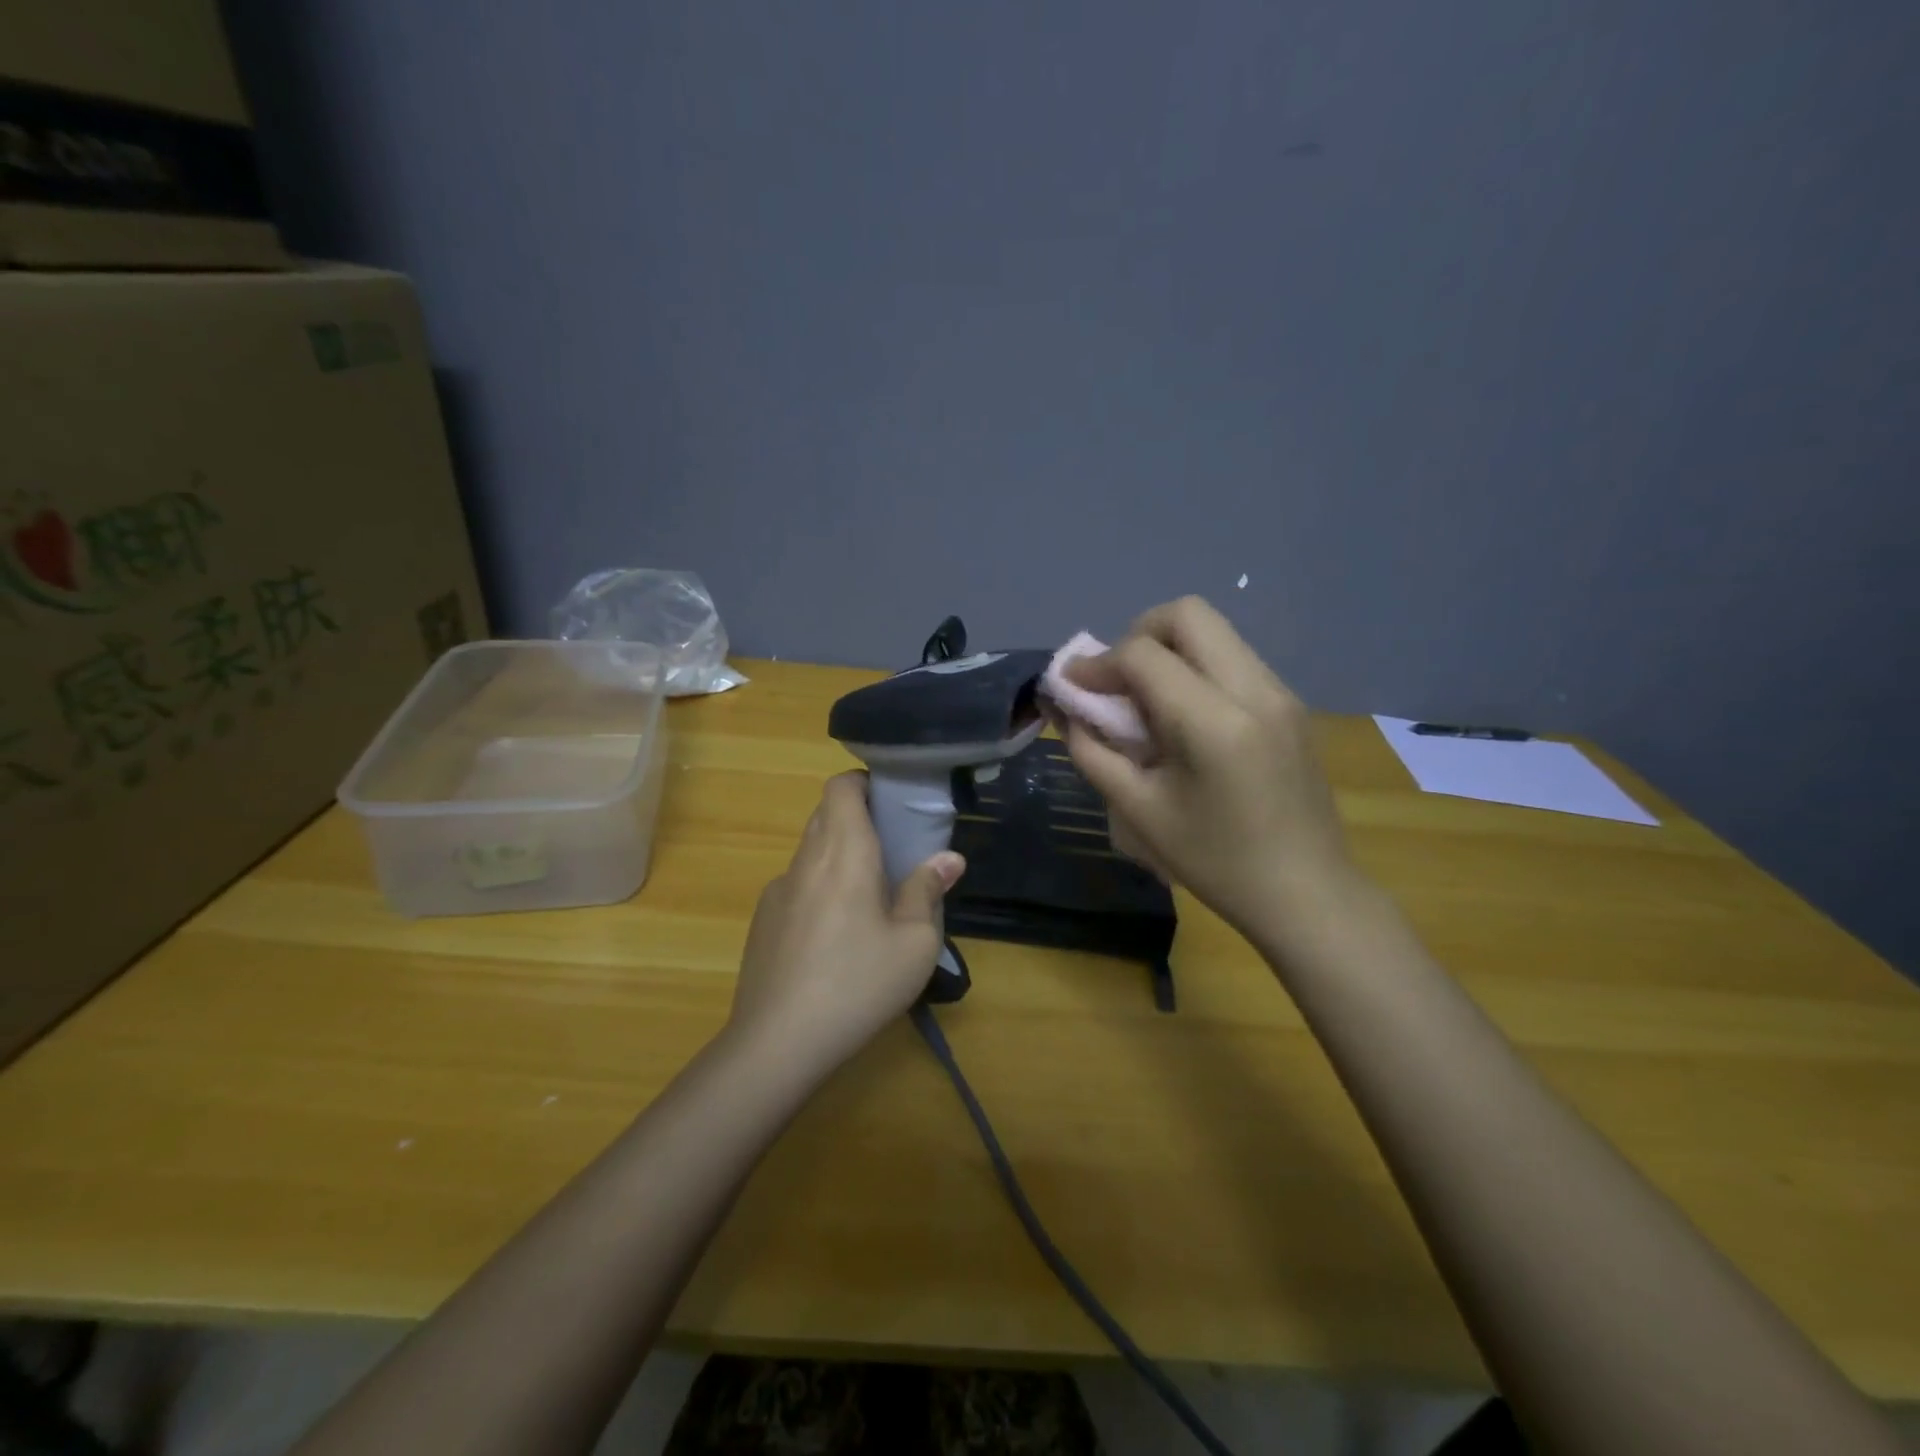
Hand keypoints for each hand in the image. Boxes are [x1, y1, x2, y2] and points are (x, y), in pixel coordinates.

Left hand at [729, 772, 965, 1071]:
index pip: (841, 787)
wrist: (776, 1043)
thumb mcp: (914, 944)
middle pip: (826, 814)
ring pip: (811, 851)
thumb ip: (928, 891)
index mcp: (843, 853)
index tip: (892, 803)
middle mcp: (805, 861)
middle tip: (894, 849)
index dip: (865, 783)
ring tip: (870, 898)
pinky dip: (820, 888)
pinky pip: (797, 886)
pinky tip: (835, 938)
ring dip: (839, 856)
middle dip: (859, 818)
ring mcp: (777, 891)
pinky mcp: (763, 921)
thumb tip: (949, 858)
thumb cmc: (857, 985)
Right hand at [1063, 596, 1359, 942]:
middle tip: (1116, 681)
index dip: (1097, 663)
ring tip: (1146, 700)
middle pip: (1188, 614)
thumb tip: (1066, 709)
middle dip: (1137, 636)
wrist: (1308, 894)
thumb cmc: (1216, 862)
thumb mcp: (1139, 812)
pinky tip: (1183, 717)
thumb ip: (1093, 752)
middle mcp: (1254, 690)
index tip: (1072, 686)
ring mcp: (1281, 693)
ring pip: (1215, 632)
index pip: (1143, 654)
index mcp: (1213, 722)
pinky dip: (1196, 668)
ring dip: (1169, 650)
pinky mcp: (1291, 704)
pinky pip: (1234, 659)